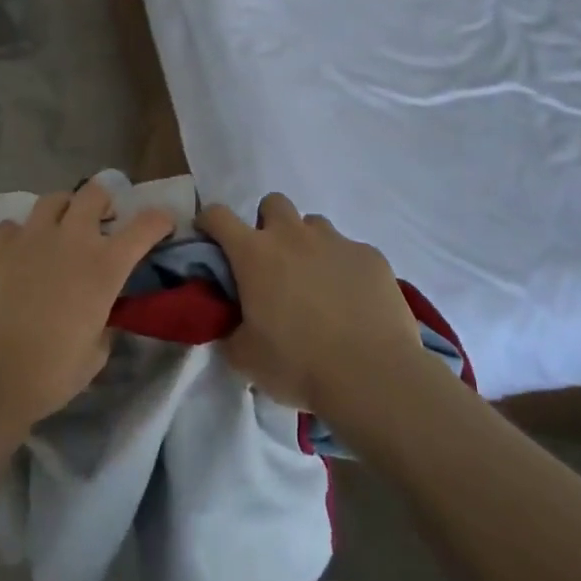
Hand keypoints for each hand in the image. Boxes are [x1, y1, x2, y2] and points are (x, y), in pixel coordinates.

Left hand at [0, 179, 173, 435]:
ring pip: (53, 199)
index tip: (162, 224)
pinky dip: (19, 236)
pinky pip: (12, 226)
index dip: (159, 220)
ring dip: (63, 211)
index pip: (145, 225)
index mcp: (104, 267)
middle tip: (101, 222)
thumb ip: (104, 322)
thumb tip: (101, 313)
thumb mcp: (95, 354)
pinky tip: (15, 256)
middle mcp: (70, 239)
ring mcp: (29, 236)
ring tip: (57, 232)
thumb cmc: (49, 374)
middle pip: (95, 193)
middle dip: (104, 202)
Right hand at [198, 193, 423, 414]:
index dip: (209, 222)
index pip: (218, 216)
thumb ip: (230, 332)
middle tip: (272, 262)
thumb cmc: (298, 364)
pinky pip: (350, 251)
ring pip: (314, 225)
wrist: (372, 376)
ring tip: (315, 282)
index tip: (209, 238)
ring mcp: (336, 242)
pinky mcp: (371, 256)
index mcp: (254, 254)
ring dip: (308, 244)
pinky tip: (352, 301)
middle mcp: (293, 236)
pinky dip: (344, 268)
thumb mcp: (245, 357)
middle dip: (268, 223)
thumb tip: (232, 325)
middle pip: (273, 203)